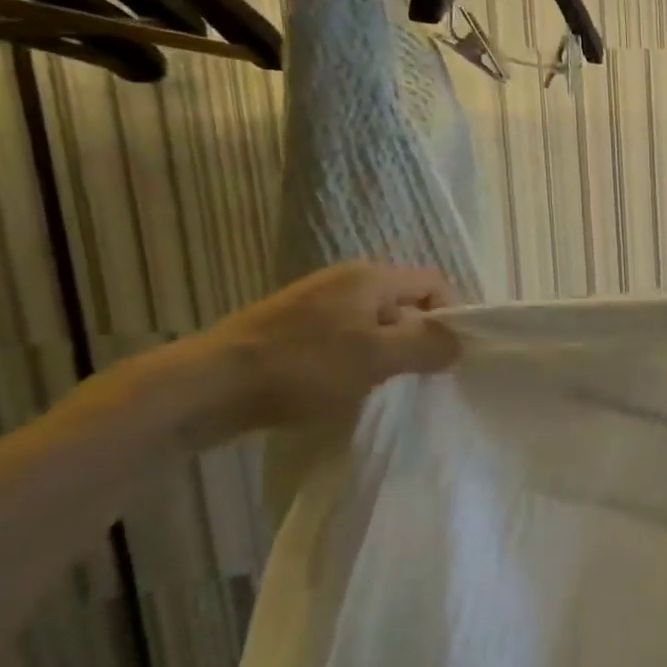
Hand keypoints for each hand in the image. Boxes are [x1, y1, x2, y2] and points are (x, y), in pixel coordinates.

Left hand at [164, 262, 460, 444]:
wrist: (207, 387)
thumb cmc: (303, 367)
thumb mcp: (377, 358)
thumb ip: (427, 347)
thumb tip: (459, 342)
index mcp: (370, 278)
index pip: (435, 284)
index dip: (452, 315)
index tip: (450, 356)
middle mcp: (346, 281)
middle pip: (406, 304)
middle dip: (420, 338)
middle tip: (421, 376)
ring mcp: (316, 304)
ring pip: (376, 324)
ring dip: (389, 353)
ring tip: (384, 386)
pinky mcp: (294, 329)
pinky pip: (347, 338)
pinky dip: (359, 360)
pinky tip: (347, 388)